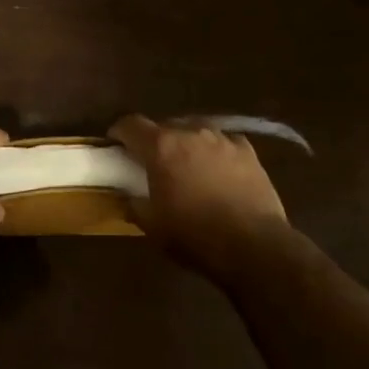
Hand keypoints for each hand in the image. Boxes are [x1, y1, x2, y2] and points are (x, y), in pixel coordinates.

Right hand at [109, 115, 292, 278]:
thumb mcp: (152, 226)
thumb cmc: (194, 235)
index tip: (115, 144)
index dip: (119, 132)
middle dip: (155, 140)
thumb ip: (134, 204)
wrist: (253, 244)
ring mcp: (222, 139)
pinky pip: (223, 142)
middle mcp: (190, 133)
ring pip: (195, 130)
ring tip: (186, 163)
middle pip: (164, 125)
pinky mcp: (248, 150)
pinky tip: (217, 169)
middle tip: (152, 161)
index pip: (131, 125)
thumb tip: (128, 196)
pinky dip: (214, 151)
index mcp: (161, 147)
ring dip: (186, 143)